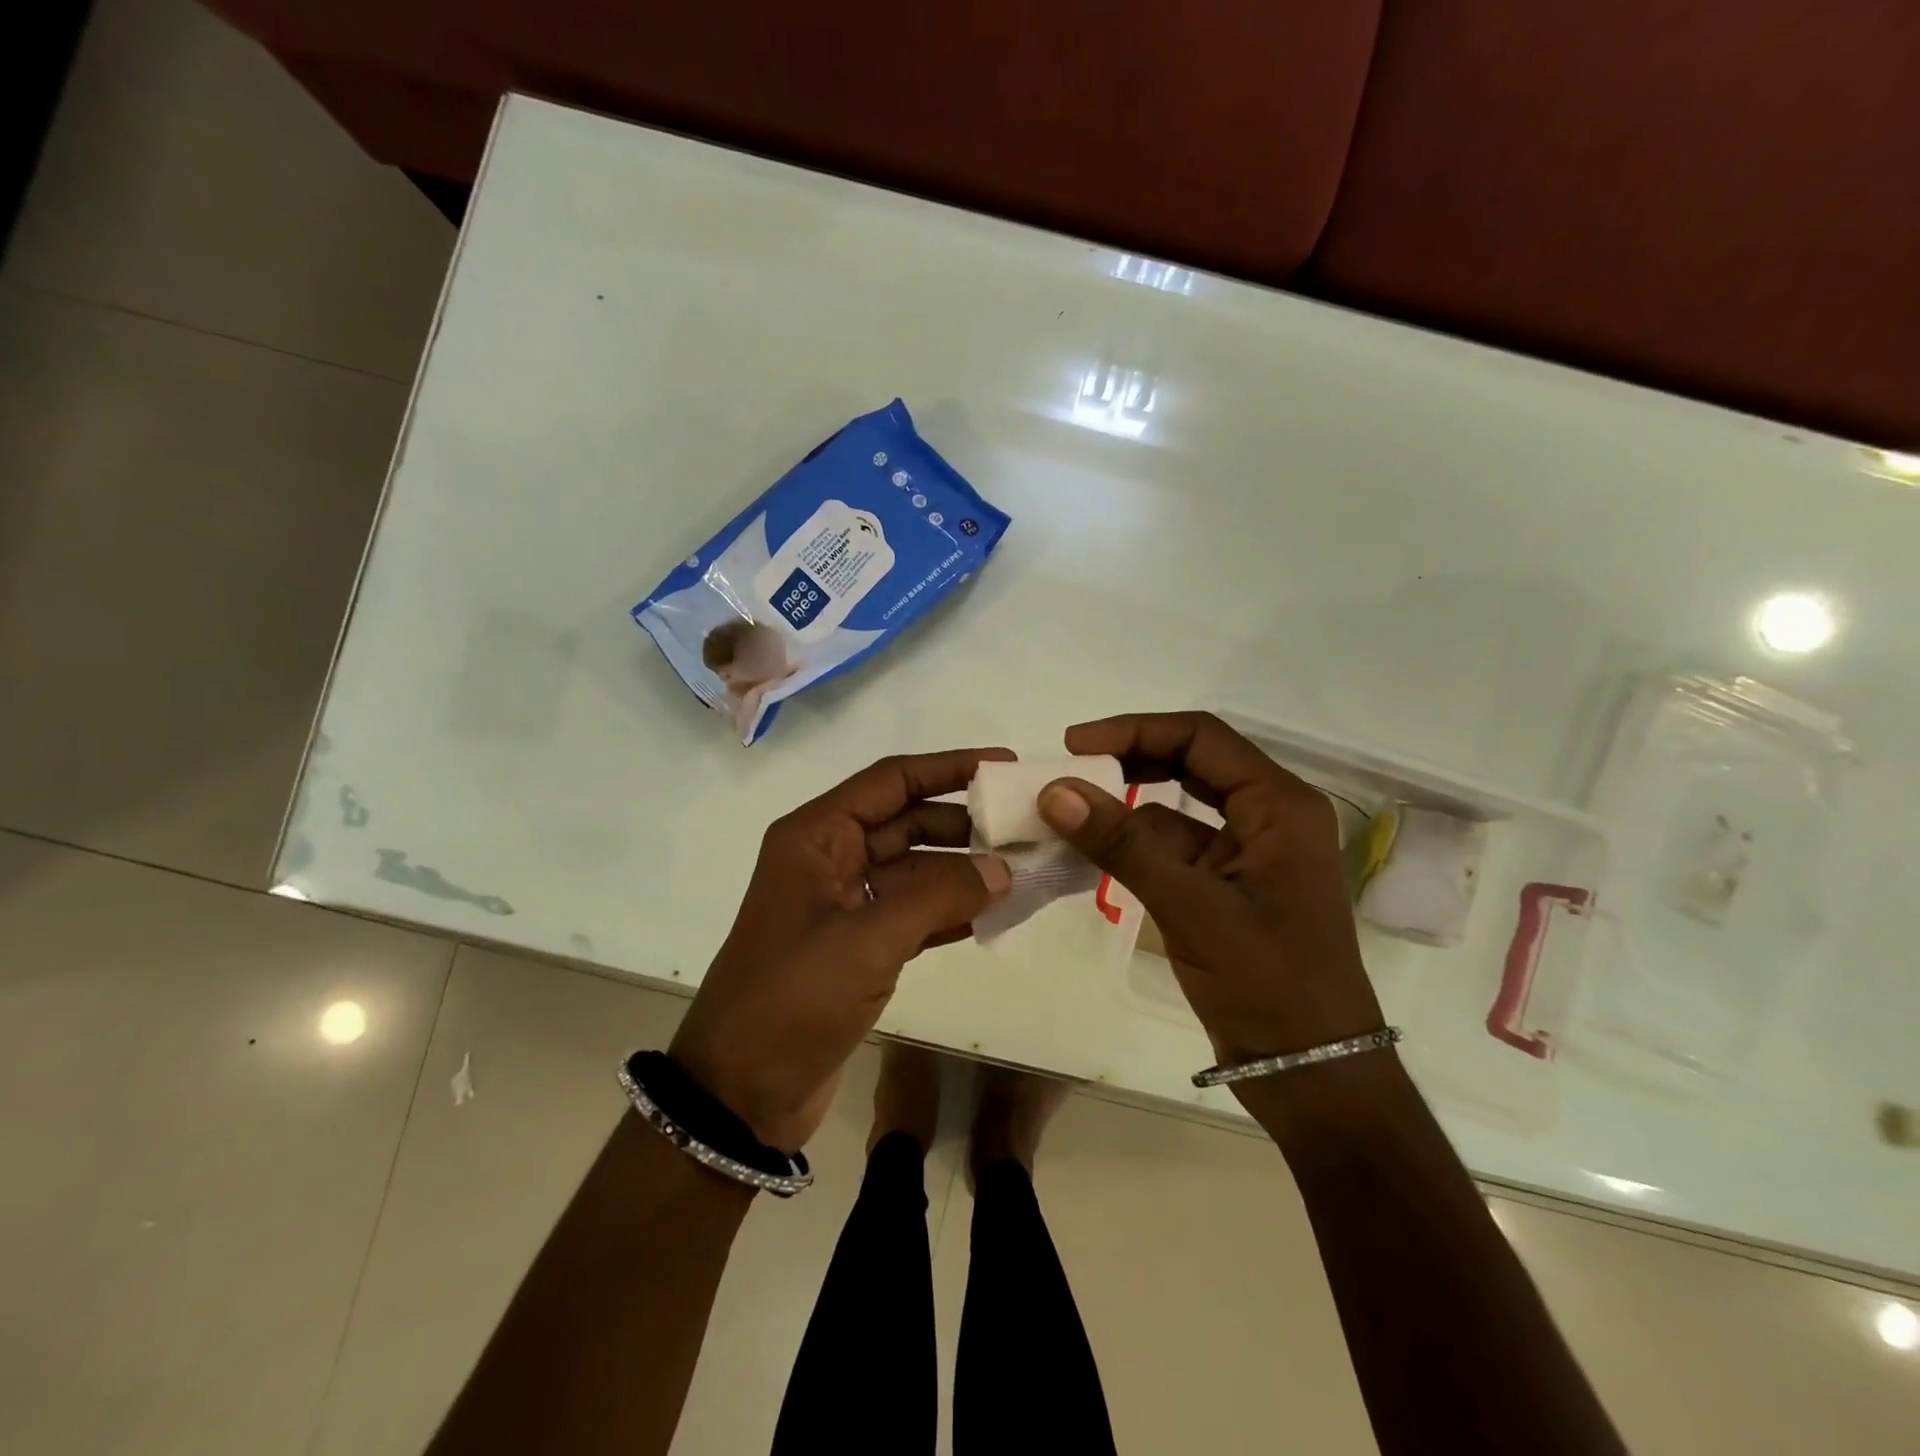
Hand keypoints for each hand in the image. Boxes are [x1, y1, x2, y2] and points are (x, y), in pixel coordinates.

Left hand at [670, 750, 1012, 1152]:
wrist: (740, 1094)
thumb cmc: (792, 998)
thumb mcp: (867, 939)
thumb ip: (939, 896)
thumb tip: (1002, 869)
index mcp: (816, 836)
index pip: (891, 781)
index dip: (948, 767)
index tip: (1003, 766)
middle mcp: (830, 859)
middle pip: (907, 821)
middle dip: (963, 822)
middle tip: (1024, 826)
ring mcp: (844, 904)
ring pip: (915, 869)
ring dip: (963, 868)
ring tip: (1023, 867)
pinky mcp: (858, 946)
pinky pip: (914, 912)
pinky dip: (951, 909)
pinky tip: (995, 912)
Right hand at [1035, 712, 1382, 1074]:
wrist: (1312, 1074)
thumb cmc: (1269, 984)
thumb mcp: (1191, 906)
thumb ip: (1122, 844)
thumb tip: (1055, 790)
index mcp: (1279, 805)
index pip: (1200, 738)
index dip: (1134, 730)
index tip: (1074, 744)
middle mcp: (1267, 817)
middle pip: (1190, 764)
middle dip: (1128, 762)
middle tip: (1068, 771)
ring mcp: (1246, 854)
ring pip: (1176, 809)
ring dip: (1125, 809)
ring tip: (1065, 813)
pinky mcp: (1225, 887)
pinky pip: (1172, 849)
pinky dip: (1132, 848)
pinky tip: (1091, 855)